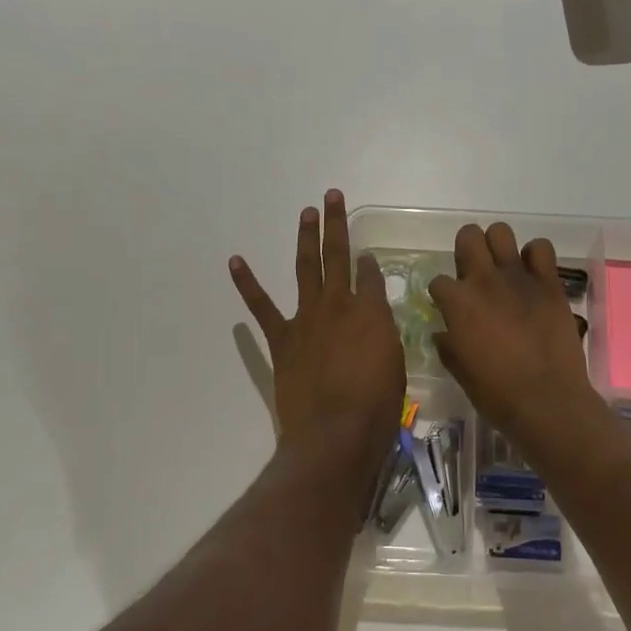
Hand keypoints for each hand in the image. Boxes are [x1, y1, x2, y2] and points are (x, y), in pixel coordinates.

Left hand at [231, 190, 404, 492]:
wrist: (335, 434)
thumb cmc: (376, 407)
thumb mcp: (395, 366)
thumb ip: (384, 337)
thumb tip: (375, 323)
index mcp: (371, 312)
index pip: (371, 276)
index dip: (370, 264)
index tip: (368, 256)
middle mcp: (339, 305)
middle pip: (338, 256)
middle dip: (336, 224)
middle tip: (332, 196)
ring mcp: (307, 318)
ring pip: (306, 268)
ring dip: (306, 238)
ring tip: (307, 212)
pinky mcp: (282, 339)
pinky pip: (262, 307)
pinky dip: (248, 283)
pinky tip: (236, 261)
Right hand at [428, 223, 601, 445]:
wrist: (547, 401)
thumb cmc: (496, 393)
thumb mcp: (460, 371)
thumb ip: (448, 345)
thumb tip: (443, 333)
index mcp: (457, 303)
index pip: (438, 281)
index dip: (443, 295)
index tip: (451, 308)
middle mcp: (484, 280)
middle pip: (468, 236)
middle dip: (466, 250)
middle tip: (474, 273)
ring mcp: (518, 277)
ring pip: (501, 232)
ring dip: (498, 247)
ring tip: (503, 268)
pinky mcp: (549, 282)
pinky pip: (541, 248)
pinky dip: (535, 257)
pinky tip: (533, 275)